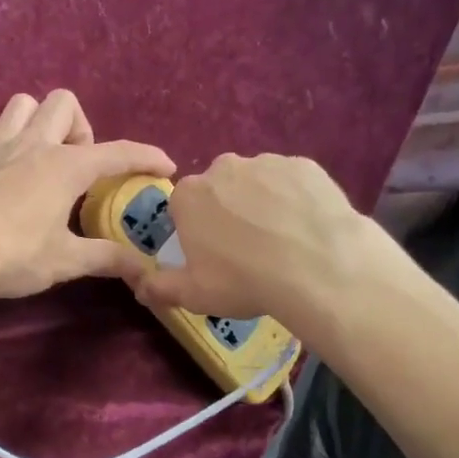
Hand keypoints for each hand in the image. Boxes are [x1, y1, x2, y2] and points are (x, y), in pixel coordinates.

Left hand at [0, 91, 173, 300]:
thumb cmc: (15, 255)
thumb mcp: (66, 261)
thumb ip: (107, 259)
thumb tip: (143, 268)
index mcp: (66, 167)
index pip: (118, 152)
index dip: (146, 157)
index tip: (165, 166)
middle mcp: (33, 145)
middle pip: (64, 103)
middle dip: (80, 127)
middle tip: (79, 166)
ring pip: (21, 104)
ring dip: (36, 121)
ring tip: (40, 155)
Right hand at [132, 154, 376, 328]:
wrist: (318, 267)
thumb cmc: (244, 281)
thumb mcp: (194, 295)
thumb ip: (160, 288)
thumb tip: (139, 287)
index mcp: (189, 195)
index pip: (183, 207)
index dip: (196, 231)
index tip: (212, 254)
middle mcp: (223, 167)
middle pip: (219, 189)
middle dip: (228, 211)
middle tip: (247, 249)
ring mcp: (267, 162)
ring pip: (257, 182)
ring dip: (262, 203)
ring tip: (282, 241)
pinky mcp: (305, 165)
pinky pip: (293, 182)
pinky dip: (295, 199)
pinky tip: (307, 228)